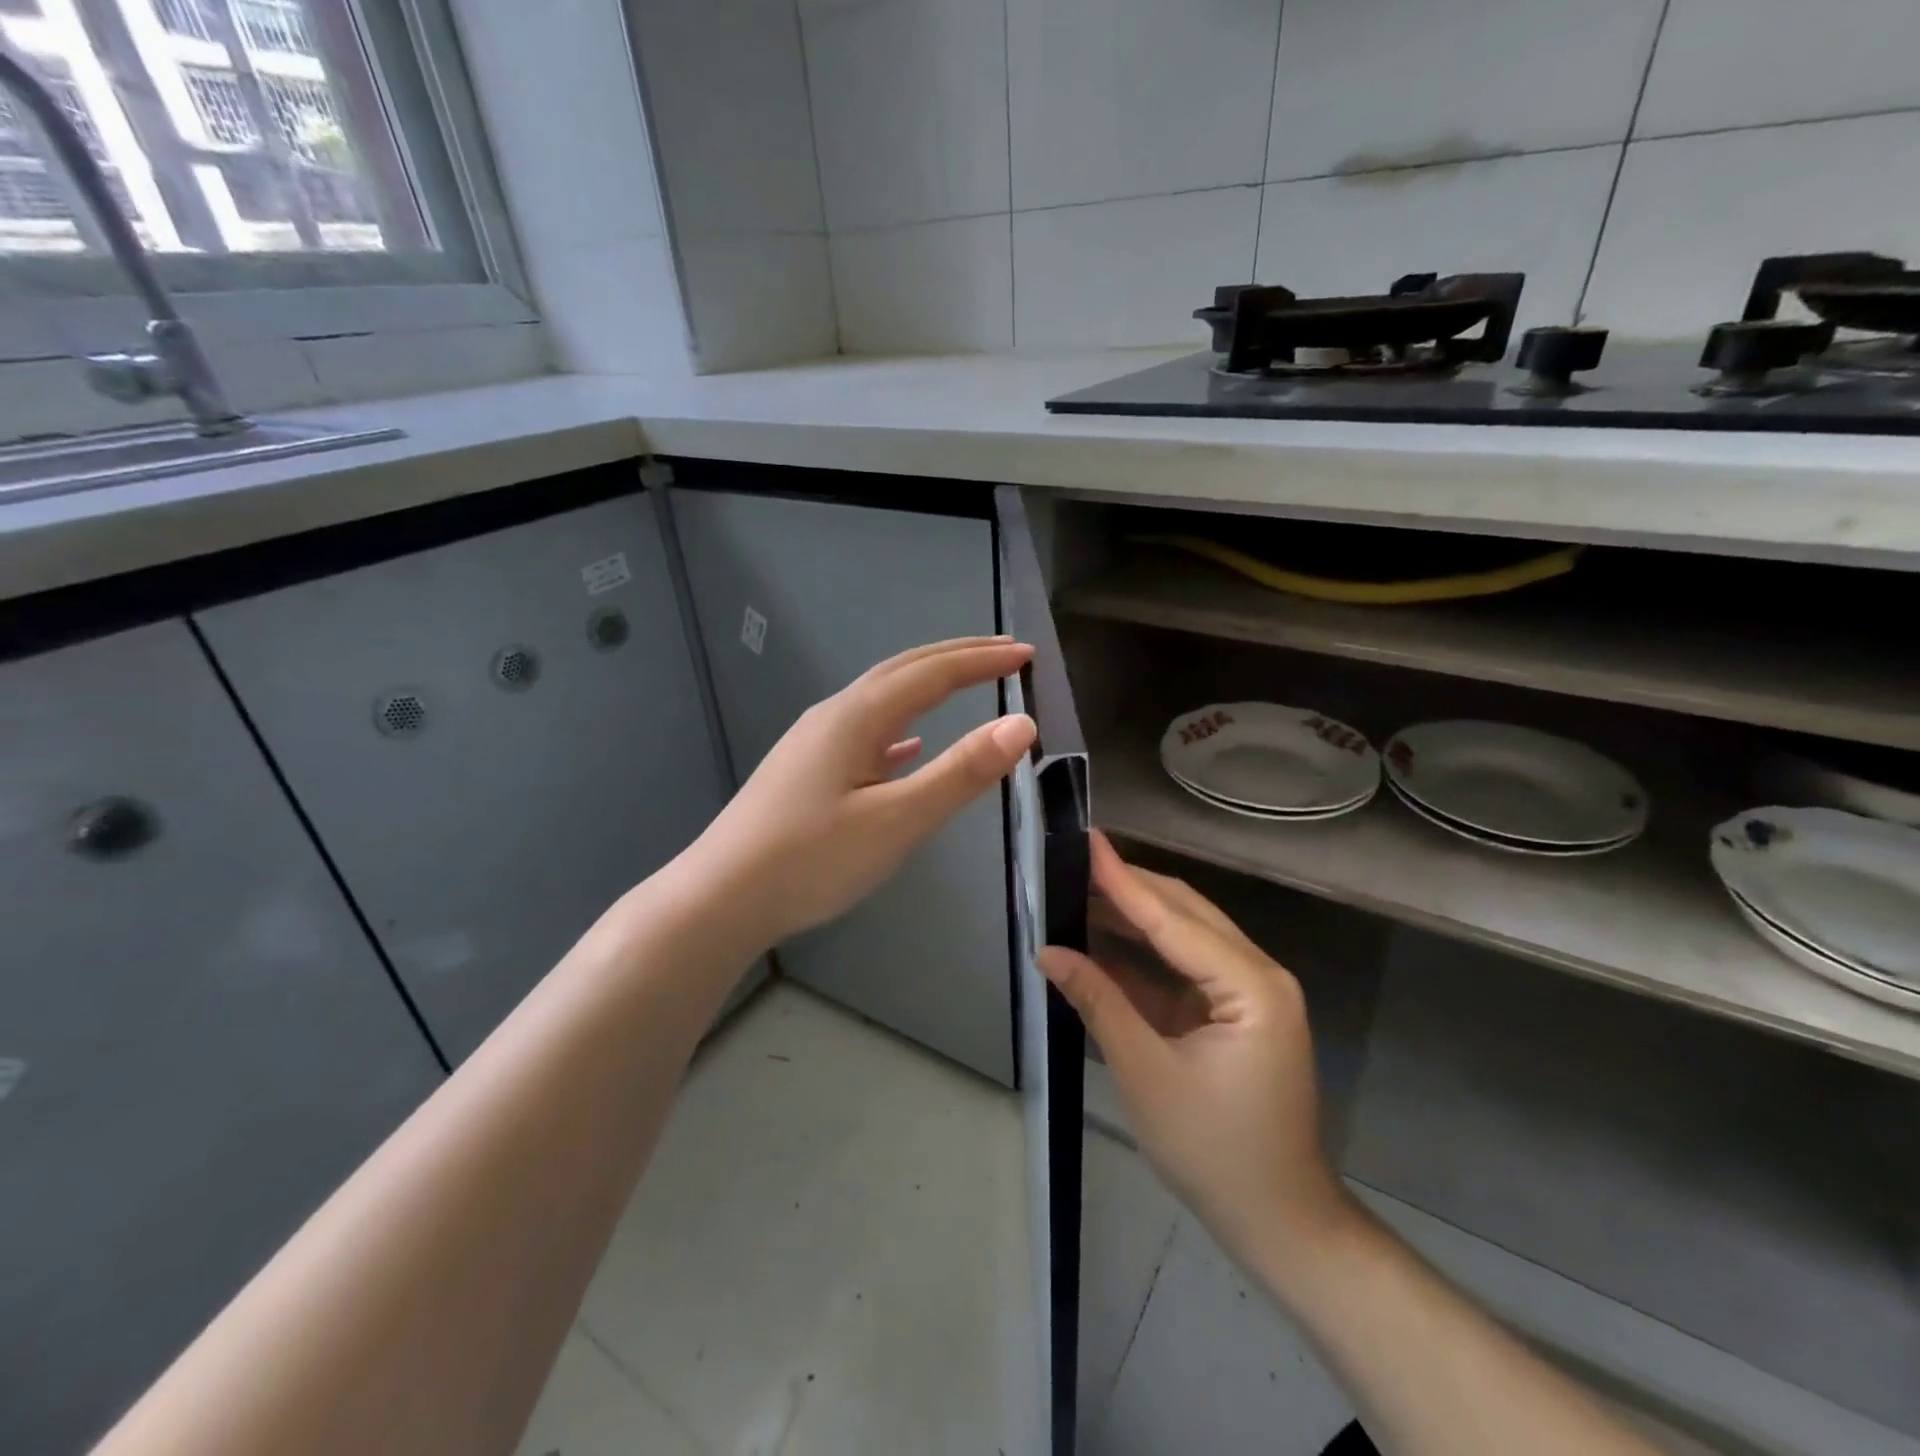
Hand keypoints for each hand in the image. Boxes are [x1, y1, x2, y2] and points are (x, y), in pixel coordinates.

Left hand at [696, 637, 1035, 946]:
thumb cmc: (811, 860)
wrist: (720, 898)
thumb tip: (1020, 724)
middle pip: (904, 670)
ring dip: (928, 684)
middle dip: (957, 657)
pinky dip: (900, 726)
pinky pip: (865, 732)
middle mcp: (835, 716)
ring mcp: (816, 743)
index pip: (933, 673)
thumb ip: (960, 772)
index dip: (982, 661)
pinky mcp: (807, 771)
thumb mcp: (897, 820)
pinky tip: (907, 746)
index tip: (1027, 654)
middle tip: (1004, 651)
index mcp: (857, 716)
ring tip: (964, 682)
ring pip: (883, 697)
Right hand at [1039, 834, 1352, 1271]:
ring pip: (1184, 934)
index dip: (1124, 880)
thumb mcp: (1146, 1074)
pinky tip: (1102, 936)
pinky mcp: (1233, 1010)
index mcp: (1251, 986)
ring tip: (1078, 889)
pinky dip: (1143, 952)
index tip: (1087, 840)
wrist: (1278, 1221)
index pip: (1174, 919)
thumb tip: (1048, 951)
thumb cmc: (1214, 1152)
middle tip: (1073, 861)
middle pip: (1184, 913)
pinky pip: (1183, 966)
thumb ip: (1098, 1002)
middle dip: (1128, 887)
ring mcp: (1249, 992)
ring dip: (1133, 915)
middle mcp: (1259, 974)